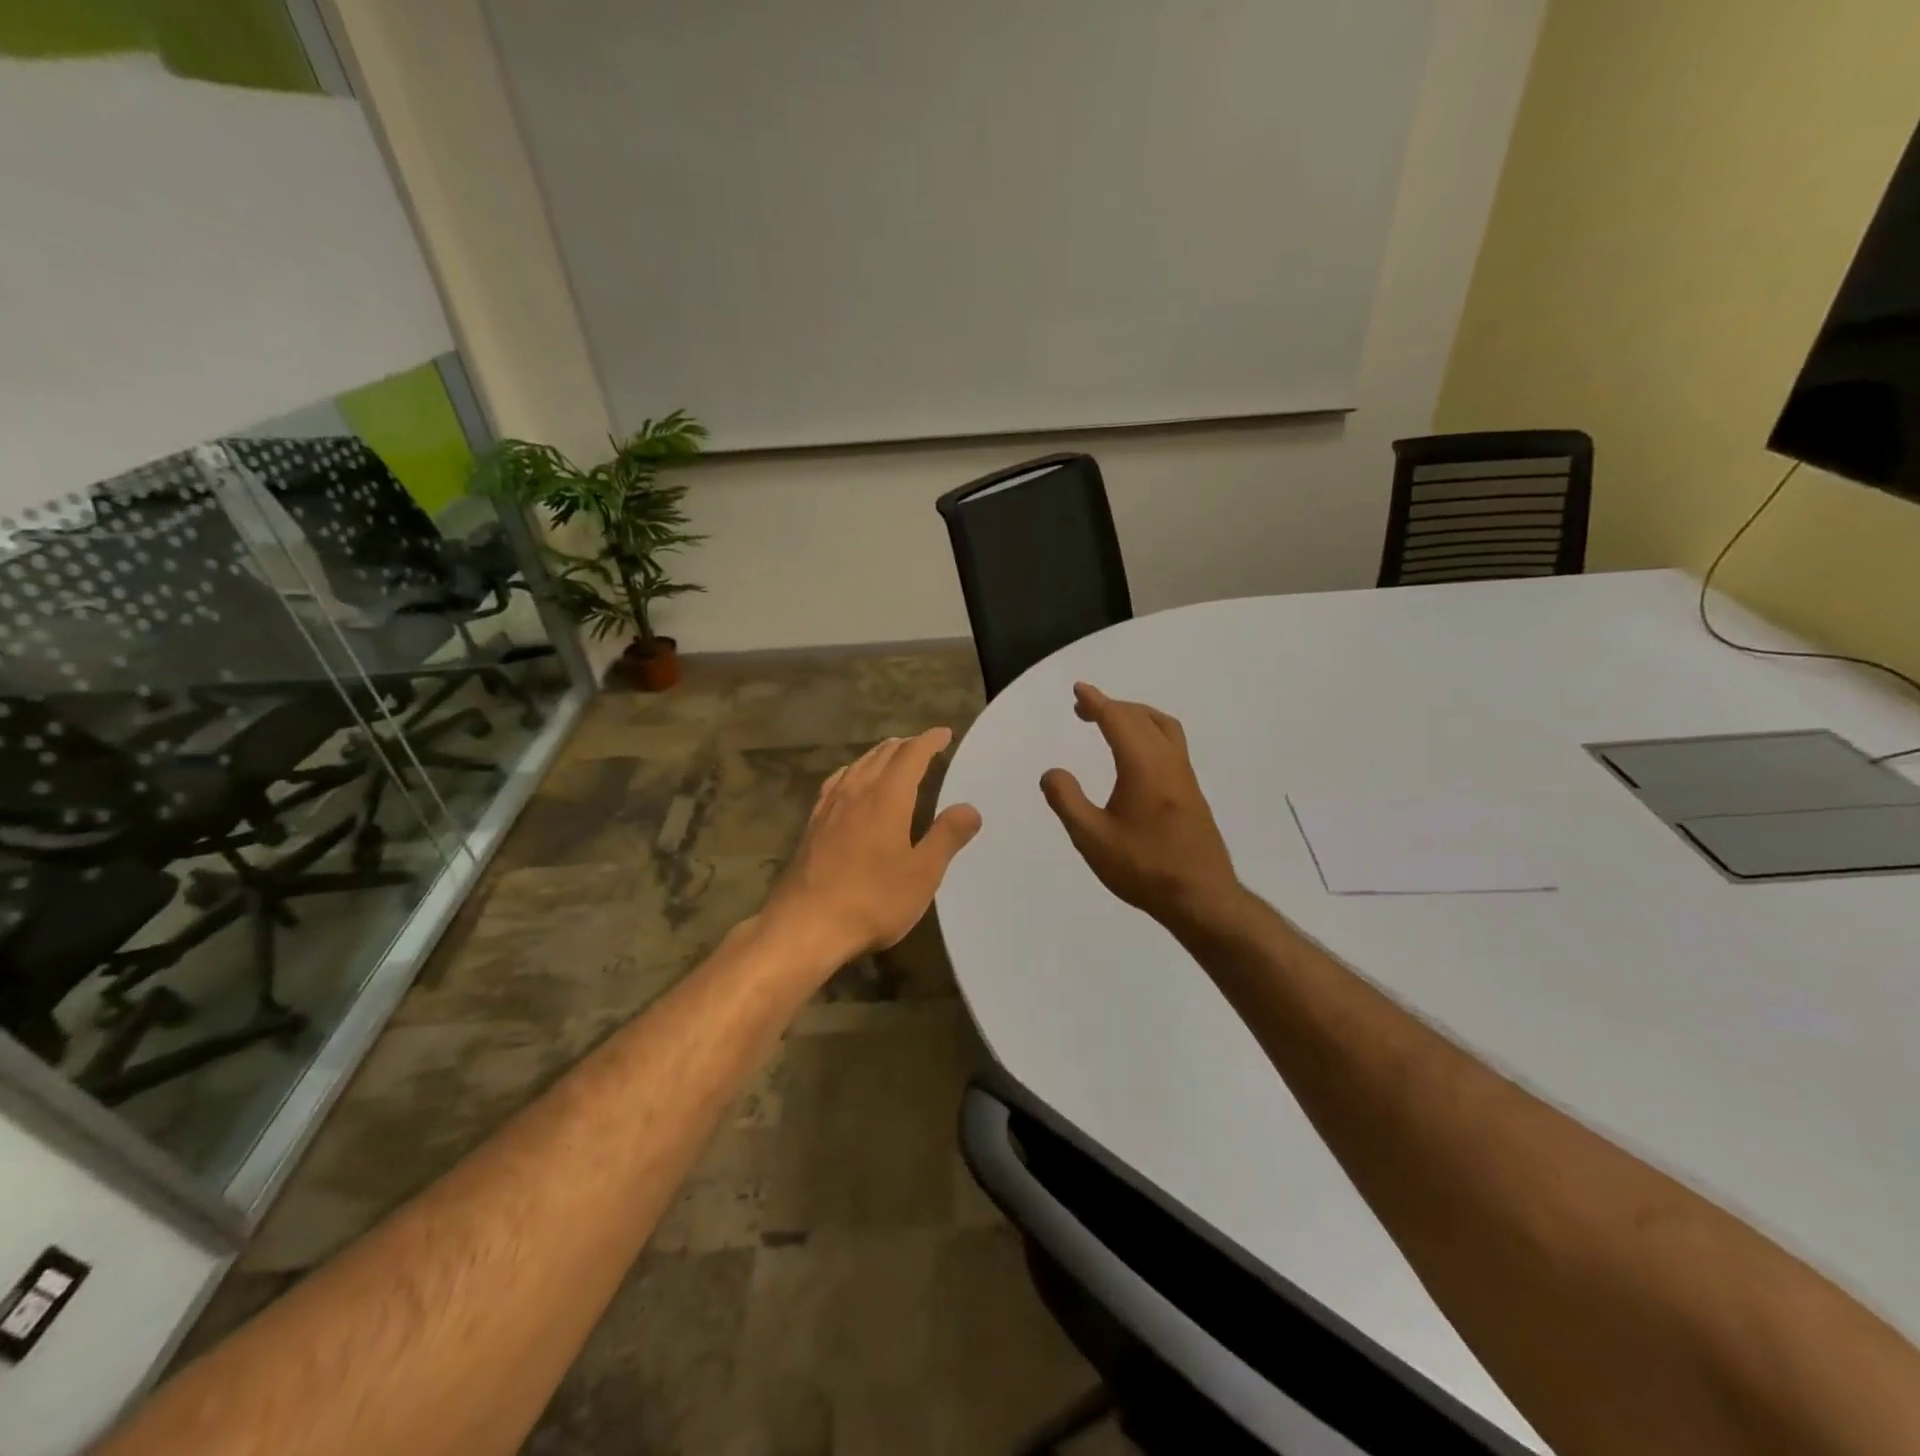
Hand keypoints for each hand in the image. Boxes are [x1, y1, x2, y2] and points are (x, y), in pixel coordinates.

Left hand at [764, 728, 982, 968]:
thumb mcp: (922, 874)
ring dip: (878, 755)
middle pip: (881, 755)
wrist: (804, 925)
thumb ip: (946, 837)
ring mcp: (829, 808)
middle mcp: (856, 792)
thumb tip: (970, 808)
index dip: (929, 741)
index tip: (944, 734)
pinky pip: (836, 783)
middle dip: (905, 746)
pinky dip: (852, 772)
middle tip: (923, 745)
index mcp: (886, 798)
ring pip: (856, 766)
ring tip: (891, 756)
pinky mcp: (812, 825)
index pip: (910, 756)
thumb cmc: (872, 900)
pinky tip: (850, 783)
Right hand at [1041, 683, 1240, 928]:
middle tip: (1084, 709)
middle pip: (1142, 718)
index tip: (1079, 690)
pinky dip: (1149, 732)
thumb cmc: (1144, 868)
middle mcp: (1169, 762)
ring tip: (1112, 722)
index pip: (1118, 720)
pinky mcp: (1192, 793)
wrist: (1201, 898)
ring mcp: (1185, 777)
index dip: (1097, 702)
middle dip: (1113, 707)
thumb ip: (1067, 801)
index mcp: (1144, 766)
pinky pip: (1171, 744)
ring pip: (1164, 728)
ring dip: (1136, 716)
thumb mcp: (1092, 838)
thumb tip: (1052, 773)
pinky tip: (1136, 755)